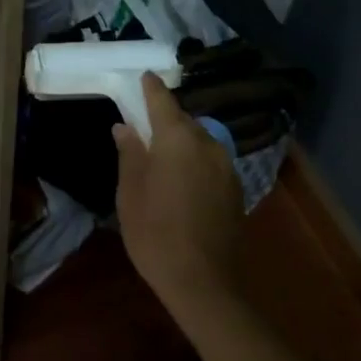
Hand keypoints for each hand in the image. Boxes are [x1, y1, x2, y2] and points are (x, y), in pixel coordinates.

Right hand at [113, 73, 244, 319]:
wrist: (204, 284)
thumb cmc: (155, 233)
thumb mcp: (130, 192)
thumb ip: (129, 153)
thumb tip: (125, 127)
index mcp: (177, 138)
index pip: (162, 99)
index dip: (150, 87)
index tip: (143, 76)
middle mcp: (207, 143)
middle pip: (182, 119)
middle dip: (164, 118)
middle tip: (144, 124)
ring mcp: (226, 166)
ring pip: (199, 140)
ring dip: (181, 141)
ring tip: (162, 155)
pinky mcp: (235, 188)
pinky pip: (210, 161)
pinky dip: (195, 160)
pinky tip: (182, 180)